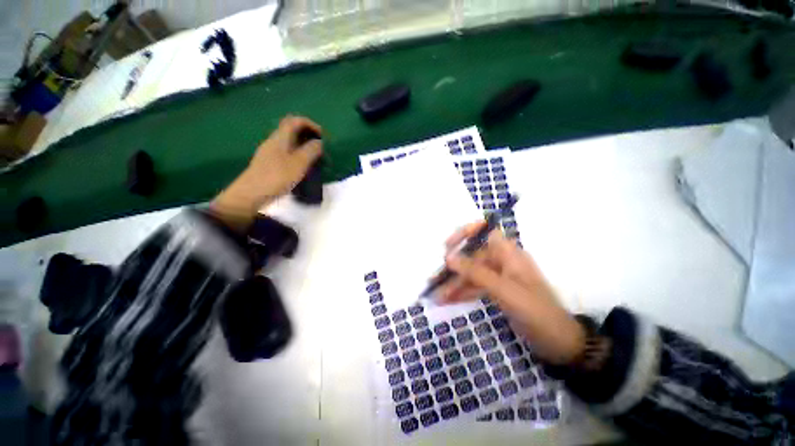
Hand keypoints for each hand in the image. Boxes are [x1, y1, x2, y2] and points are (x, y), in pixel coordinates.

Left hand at [210, 116, 322, 230]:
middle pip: (292, 130)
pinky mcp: (269, 163)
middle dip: (308, 136)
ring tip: (315, 159)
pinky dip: (298, 156)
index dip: (310, 124)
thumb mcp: (299, 163)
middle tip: (321, 149)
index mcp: (280, 138)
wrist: (251, 194)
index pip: (295, 121)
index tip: (322, 136)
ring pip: (290, 143)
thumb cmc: (277, 177)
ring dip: (304, 147)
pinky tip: (303, 168)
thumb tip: (319, 142)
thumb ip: (311, 150)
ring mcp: (270, 152)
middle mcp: (274, 141)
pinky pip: (287, 153)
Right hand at [438, 222, 584, 364]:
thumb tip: (449, 257)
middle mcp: (502, 261)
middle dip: (453, 268)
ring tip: (437, 296)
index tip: (448, 245)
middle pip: (472, 256)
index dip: (466, 233)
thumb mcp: (505, 291)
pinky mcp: (496, 291)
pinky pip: (475, 287)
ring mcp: (499, 277)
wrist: (559, 344)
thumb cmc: (536, 312)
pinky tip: (447, 300)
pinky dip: (462, 292)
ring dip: (454, 283)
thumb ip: (476, 272)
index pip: (485, 231)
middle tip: (434, 279)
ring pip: (471, 274)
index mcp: (509, 254)